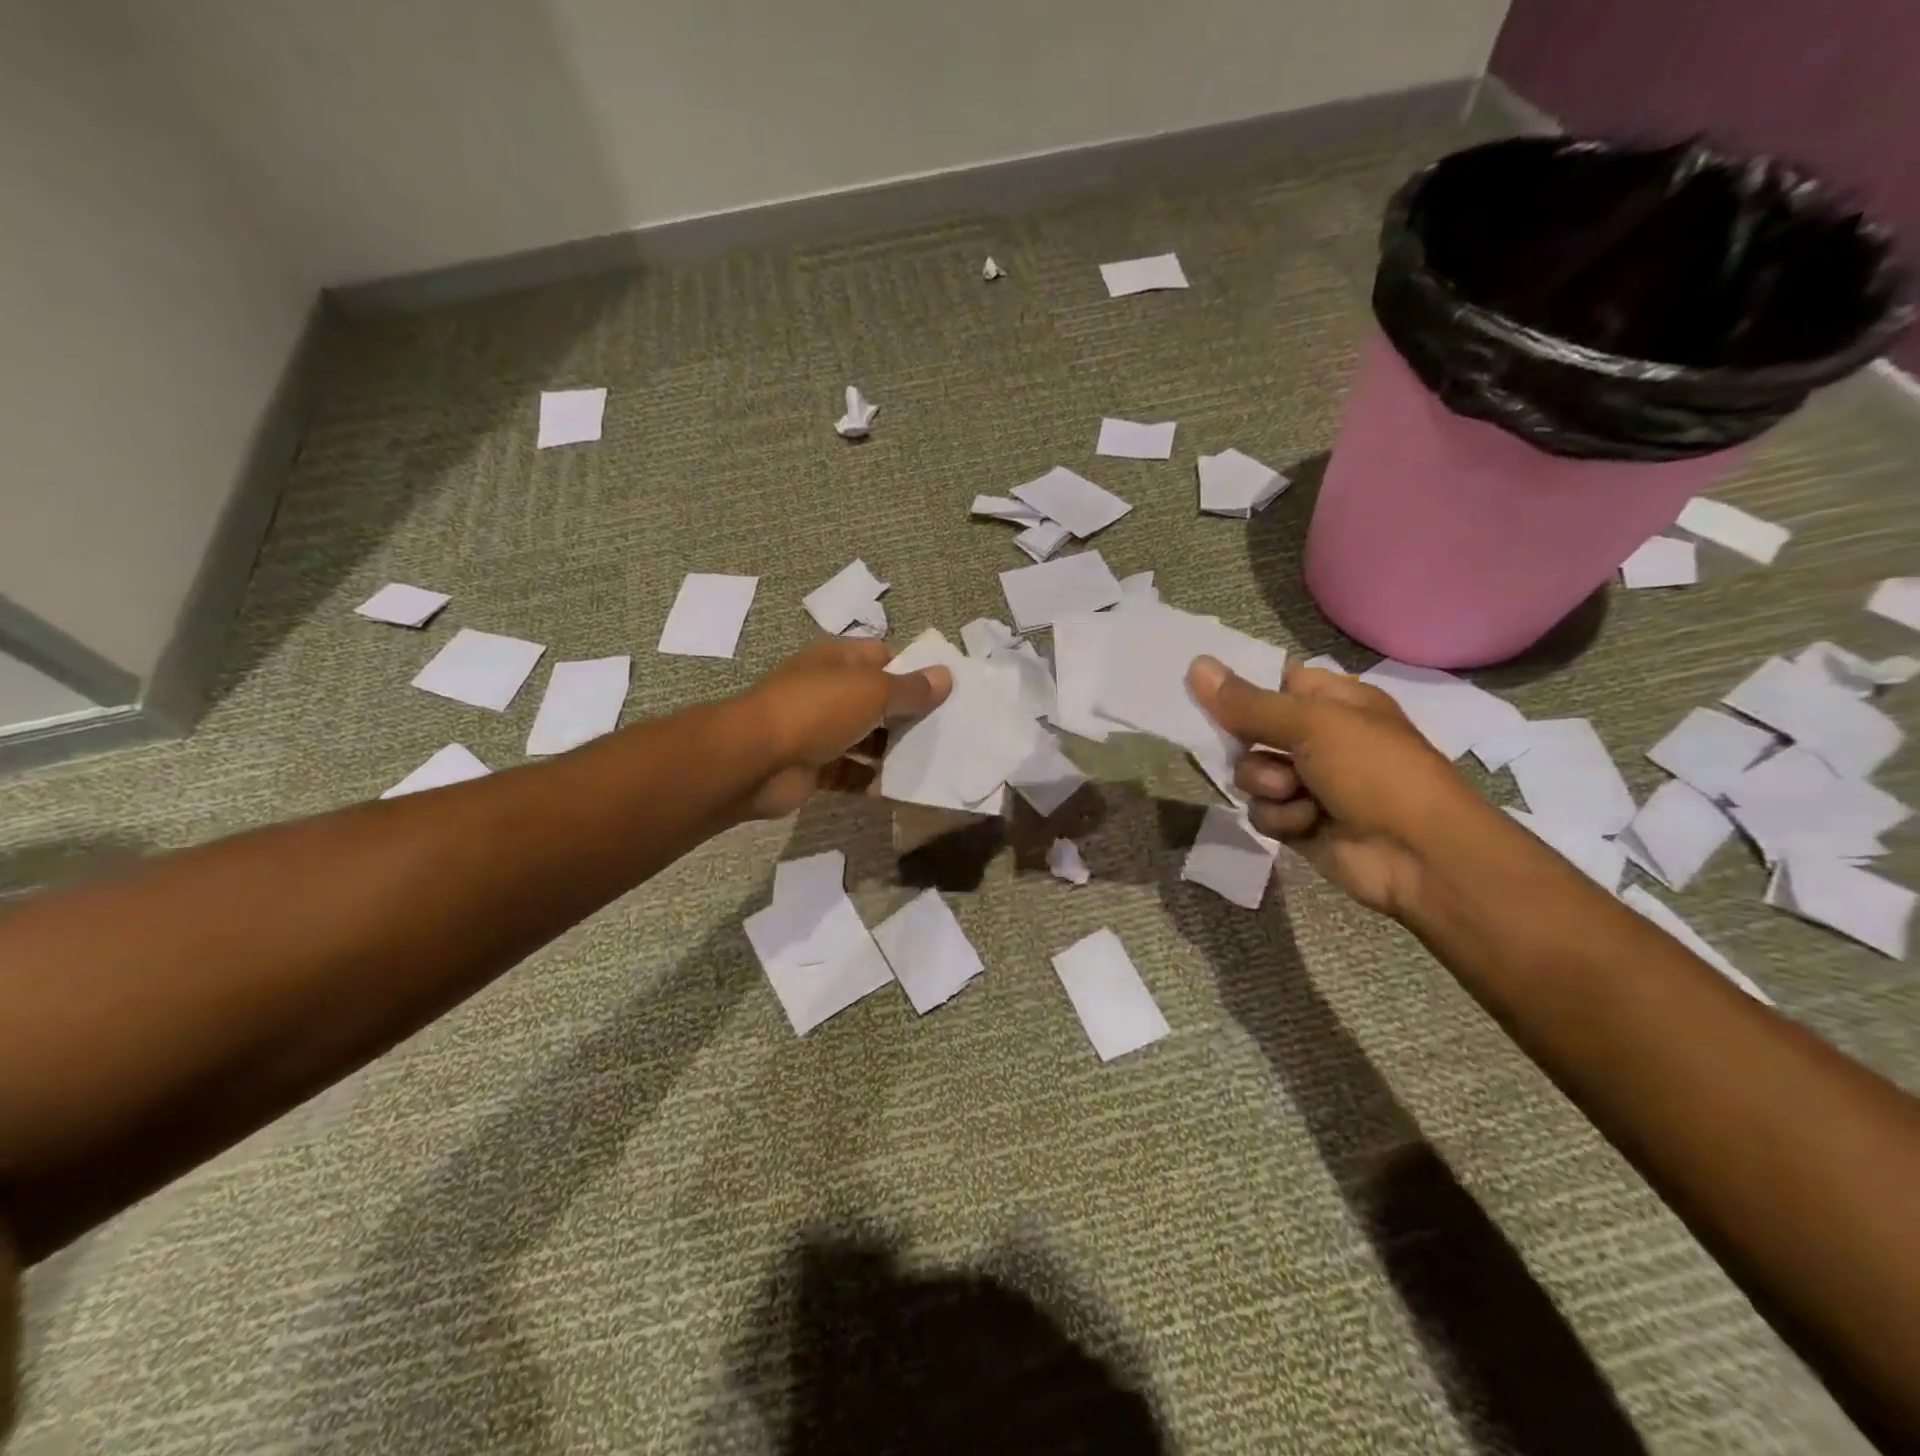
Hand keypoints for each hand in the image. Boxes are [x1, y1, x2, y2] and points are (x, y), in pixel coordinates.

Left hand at [738, 639, 950, 819]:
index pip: (883, 656)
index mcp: (838, 660)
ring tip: (930, 761)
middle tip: (948, 731)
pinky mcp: (813, 768)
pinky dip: (870, 781)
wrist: (755, 761)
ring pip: (865, 738)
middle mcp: (828, 690)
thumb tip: (945, 676)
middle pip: (877, 699)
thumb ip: (911, 688)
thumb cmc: (816, 710)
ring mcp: (818, 730)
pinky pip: (850, 773)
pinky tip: (896, 789)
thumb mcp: (872, 691)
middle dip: (908, 714)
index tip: (945, 691)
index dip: (913, 669)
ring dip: (892, 751)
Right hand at [1187, 655, 1482, 917]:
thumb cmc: (1375, 772)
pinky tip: (1306, 823)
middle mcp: (1317, 737)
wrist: (1419, 856)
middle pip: (1250, 730)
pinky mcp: (1298, 821)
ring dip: (1267, 785)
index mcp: (1332, 701)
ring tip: (1297, 795)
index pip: (1271, 682)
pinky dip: (1280, 817)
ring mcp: (1307, 782)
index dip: (1239, 687)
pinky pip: (1261, 811)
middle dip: (1248, 744)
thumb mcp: (1312, 725)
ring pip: (1250, 773)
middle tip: (1254, 747)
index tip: (1205, 693)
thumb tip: (1196, 664)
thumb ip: (1248, 702)